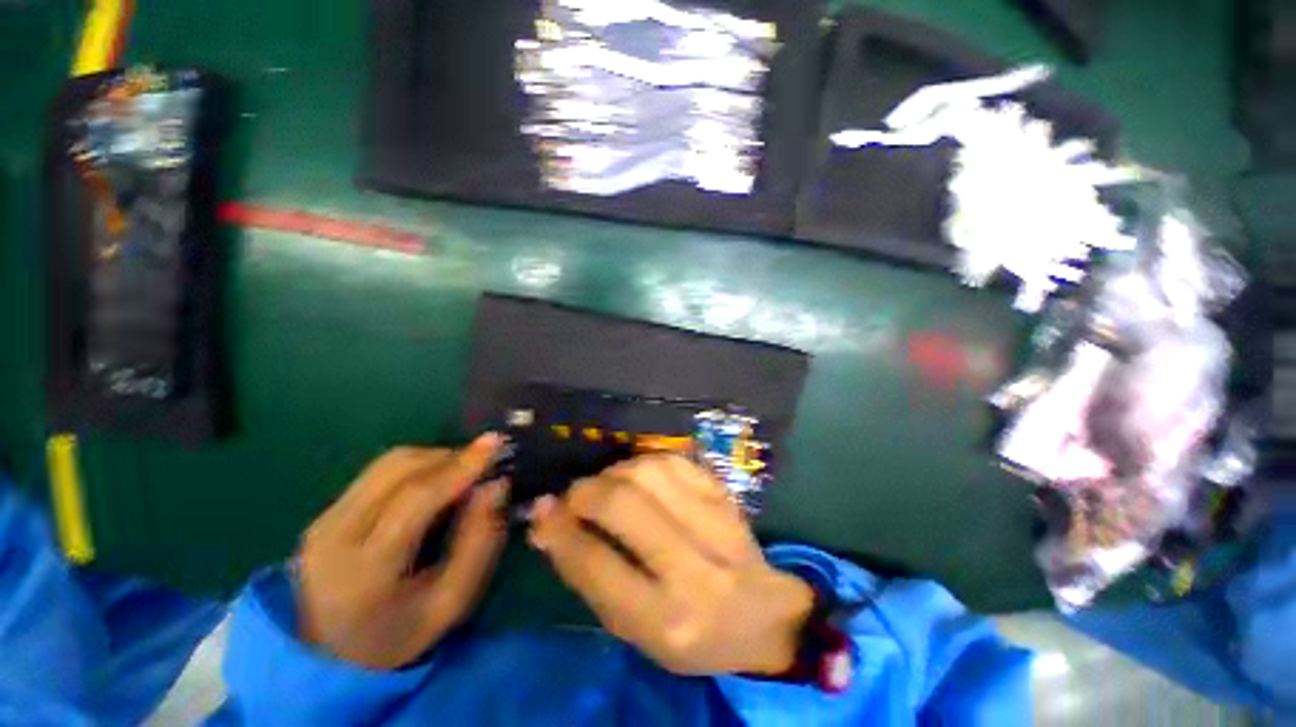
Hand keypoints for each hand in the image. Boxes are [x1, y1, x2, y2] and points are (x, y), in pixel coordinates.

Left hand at [295, 435, 507, 669]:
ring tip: (463, 471)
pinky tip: (434, 482)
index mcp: (365, 570)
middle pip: (399, 469)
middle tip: (485, 462)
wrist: (328, 659)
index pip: (416, 498)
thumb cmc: (400, 634)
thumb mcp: (452, 601)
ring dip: (434, 457)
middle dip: (450, 456)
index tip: (495, 444)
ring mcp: (323, 520)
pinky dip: (416, 466)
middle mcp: (335, 535)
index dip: (460, 467)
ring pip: (388, 463)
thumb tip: (496, 485)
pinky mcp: (324, 513)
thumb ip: (480, 541)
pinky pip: (377, 472)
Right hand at [528, 455, 813, 675]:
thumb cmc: (690, 633)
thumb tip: (547, 523)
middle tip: (575, 497)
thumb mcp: (634, 628)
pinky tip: (638, 477)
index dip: (560, 530)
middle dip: (585, 493)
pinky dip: (644, 462)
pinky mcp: (723, 494)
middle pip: (623, 505)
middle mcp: (693, 568)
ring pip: (647, 472)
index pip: (596, 564)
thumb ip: (589, 576)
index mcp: (665, 619)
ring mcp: (714, 522)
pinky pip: (673, 460)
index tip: (542, 509)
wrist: (762, 613)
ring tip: (607, 487)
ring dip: (614, 473)